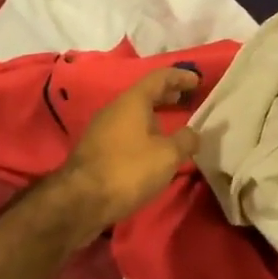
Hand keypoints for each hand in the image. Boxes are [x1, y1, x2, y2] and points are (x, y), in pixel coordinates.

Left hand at [57, 69, 200, 238]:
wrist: (80, 201)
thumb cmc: (128, 169)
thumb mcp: (167, 155)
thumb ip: (185, 140)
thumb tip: (193, 134)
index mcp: (133, 101)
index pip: (160, 77)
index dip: (180, 76)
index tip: (197, 80)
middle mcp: (115, 108)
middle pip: (145, 94)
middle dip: (168, 95)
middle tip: (187, 99)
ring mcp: (102, 128)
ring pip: (134, 113)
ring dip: (155, 115)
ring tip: (173, 125)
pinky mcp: (95, 149)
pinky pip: (126, 130)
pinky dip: (143, 131)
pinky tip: (151, 148)